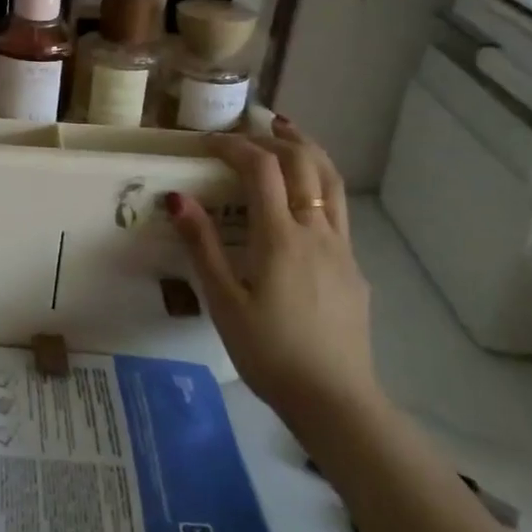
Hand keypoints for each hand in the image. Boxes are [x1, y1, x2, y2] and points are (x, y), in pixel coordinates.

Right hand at [165, 120, 379, 423]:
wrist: (336, 401)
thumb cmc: (270, 353)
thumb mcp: (223, 302)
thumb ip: (202, 245)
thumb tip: (177, 198)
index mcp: (281, 237)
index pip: (261, 168)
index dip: (234, 145)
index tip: (207, 142)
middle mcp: (317, 231)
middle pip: (305, 163)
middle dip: (275, 138)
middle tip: (248, 130)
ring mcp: (342, 248)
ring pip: (332, 181)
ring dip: (307, 150)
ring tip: (287, 133)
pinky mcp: (354, 268)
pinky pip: (338, 209)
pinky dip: (319, 183)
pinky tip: (302, 199)